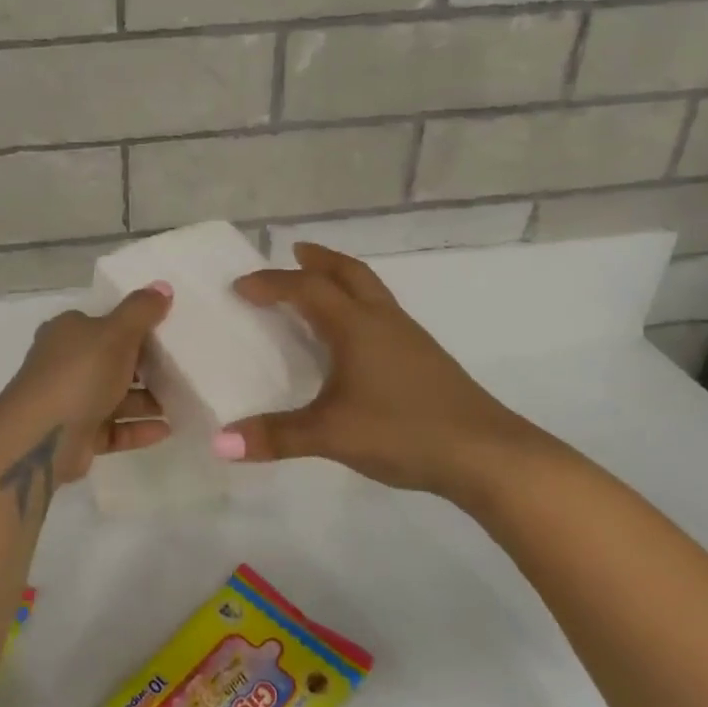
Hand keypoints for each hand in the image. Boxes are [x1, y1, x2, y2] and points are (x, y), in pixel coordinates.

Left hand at [0, 284, 173, 487]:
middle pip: (111, 360)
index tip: (167, 332)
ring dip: (147, 400)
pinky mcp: (77, 435)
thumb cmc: (79, 374)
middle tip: (181, 367)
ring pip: (115, 397)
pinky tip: (167, 429)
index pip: (102, 322)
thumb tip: (163, 286)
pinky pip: (114, 429)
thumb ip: (141, 310)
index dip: (134, 325)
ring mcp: (70, 401)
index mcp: (67, 333)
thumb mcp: (115, 333)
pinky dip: (138, 428)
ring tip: (182, 401)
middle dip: (145, 365)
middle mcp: (65, 364)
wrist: (40, 438)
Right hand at [218, 244, 559, 502]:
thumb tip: (220, 443)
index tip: (241, 287)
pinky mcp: (425, 358)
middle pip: (349, 273)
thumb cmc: (403, 431)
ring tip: (321, 287)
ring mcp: (410, 338)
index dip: (271, 283)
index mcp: (356, 327)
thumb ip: (276, 436)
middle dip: (319, 259)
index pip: (307, 289)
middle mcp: (383, 321)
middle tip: (294, 252)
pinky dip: (360, 306)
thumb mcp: (331, 435)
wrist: (487, 454)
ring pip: (371, 291)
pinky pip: (384, 314)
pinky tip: (357, 337)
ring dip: (342, 279)